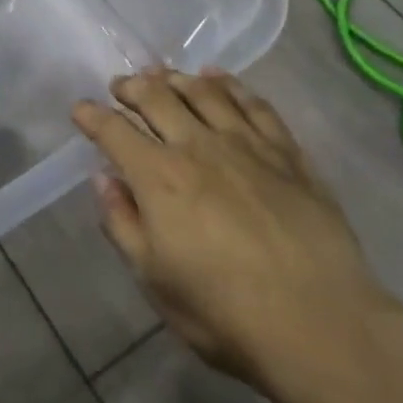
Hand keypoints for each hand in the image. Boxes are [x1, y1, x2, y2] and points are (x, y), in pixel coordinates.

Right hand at [72, 68, 398, 390]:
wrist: (322, 326)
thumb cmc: (224, 311)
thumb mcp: (153, 279)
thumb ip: (123, 223)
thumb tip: (104, 179)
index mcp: (158, 177)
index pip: (113, 130)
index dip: (91, 116)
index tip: (80, 110)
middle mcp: (198, 147)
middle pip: (157, 97)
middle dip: (131, 87)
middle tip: (121, 87)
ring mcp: (247, 145)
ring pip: (204, 91)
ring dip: (176, 78)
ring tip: (163, 76)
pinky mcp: (288, 154)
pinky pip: (255, 105)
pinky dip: (232, 85)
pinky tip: (220, 79)